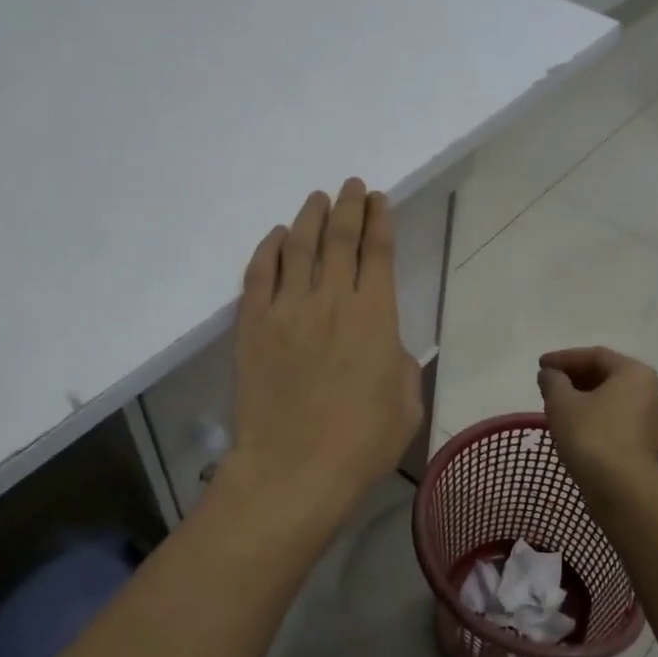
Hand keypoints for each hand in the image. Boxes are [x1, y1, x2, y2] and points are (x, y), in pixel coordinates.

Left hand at [221, 179, 422, 523]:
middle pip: (340, 239)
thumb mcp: (405, 402)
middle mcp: (331, 300)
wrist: (294, 470)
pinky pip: (258, 274)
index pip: (378, 252)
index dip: (379, 220)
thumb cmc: (361, 442)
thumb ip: (399, 362)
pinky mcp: (252, 326)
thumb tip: (383, 343)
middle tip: (352, 186)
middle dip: (349, 207)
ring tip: (318, 199)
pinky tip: (278, 237)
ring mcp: (287, 310)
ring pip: (299, 248)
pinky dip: (269, 250)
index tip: (379, 199)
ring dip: (311, 218)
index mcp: (376, 316)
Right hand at [537, 347, 657, 497]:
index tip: (540, 366)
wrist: (623, 491)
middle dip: (575, 377)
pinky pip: (618, 420)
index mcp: (635, 373)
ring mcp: (653, 420)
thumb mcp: (562, 403)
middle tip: (548, 384)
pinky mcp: (647, 445)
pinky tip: (575, 427)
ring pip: (613, 400)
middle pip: (607, 375)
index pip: (596, 355)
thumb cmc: (592, 437)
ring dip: (585, 398)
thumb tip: (550, 374)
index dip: (564, 358)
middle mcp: (652, 391)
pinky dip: (596, 417)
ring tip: (558, 405)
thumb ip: (553, 381)